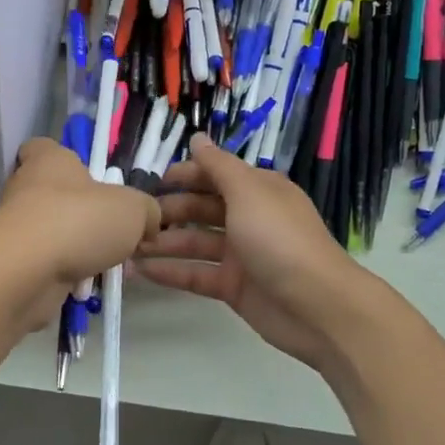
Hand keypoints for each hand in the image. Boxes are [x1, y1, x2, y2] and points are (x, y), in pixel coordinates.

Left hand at [0, 138, 160, 329]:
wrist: (26, 273)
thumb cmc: (79, 221)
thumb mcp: (133, 209)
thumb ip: (146, 210)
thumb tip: (148, 222)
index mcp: (48, 160)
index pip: (44, 147)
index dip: (65, 158)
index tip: (90, 176)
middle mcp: (26, 187)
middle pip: (56, 193)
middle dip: (84, 212)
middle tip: (115, 230)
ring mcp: (16, 227)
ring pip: (55, 232)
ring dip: (79, 247)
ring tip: (109, 264)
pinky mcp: (14, 262)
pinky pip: (48, 263)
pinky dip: (67, 274)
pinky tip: (89, 285)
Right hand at [138, 134, 379, 376]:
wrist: (317, 306)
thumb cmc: (280, 239)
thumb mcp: (248, 192)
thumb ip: (218, 166)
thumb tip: (197, 138)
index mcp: (257, 191)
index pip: (215, 175)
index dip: (186, 176)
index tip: (153, 181)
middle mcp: (249, 218)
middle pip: (201, 209)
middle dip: (169, 211)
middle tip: (136, 219)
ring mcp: (241, 254)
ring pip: (194, 243)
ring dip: (163, 243)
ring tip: (127, 247)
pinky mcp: (233, 287)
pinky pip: (195, 275)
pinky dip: (170, 272)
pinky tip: (140, 271)